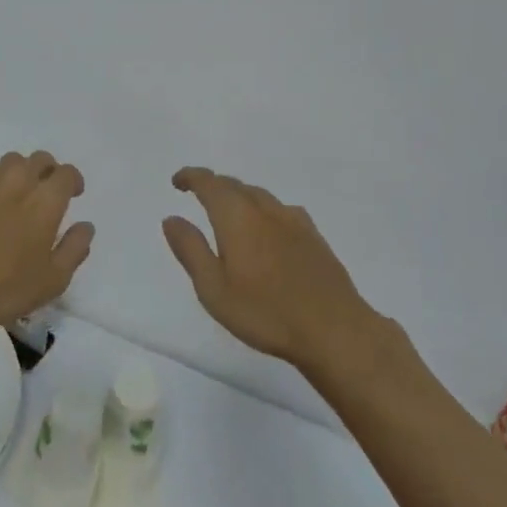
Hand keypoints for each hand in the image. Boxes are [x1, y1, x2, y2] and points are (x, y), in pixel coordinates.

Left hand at [0, 151, 94, 339]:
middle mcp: (20, 180)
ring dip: (19, 170)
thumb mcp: (53, 281)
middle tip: (45, 193)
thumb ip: (74, 249)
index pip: (67, 173)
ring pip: (11, 159)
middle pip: (40, 159)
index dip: (73, 181)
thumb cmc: (5, 288)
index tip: (73, 194)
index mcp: (47, 200)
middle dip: (48, 171)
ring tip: (15, 191)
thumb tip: (86, 226)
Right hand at [162, 167, 371, 370]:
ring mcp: (294, 221)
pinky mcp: (314, 237)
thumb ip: (191, 249)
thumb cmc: (265, 312)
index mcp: (236, 216)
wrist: (334, 329)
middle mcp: (264, 209)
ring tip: (230, 212)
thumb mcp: (213, 288)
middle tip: (199, 196)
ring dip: (240, 196)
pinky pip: (282, 210)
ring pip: (260, 196)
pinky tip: (269, 228)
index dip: (191, 177)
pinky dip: (265, 210)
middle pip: (235, 185)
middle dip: (214, 186)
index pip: (209, 183)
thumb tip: (171, 218)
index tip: (178, 181)